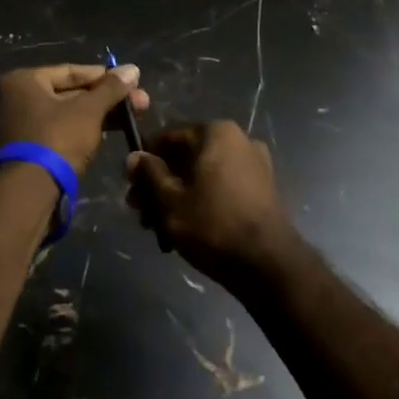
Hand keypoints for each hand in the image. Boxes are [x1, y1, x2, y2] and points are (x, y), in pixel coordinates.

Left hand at [0, 63, 149, 175]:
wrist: (28, 193)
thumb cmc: (56, 139)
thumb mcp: (88, 111)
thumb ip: (111, 89)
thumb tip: (132, 69)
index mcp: (22, 81)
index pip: (70, 72)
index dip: (104, 77)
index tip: (131, 82)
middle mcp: (12, 99)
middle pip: (68, 94)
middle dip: (105, 99)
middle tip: (140, 103)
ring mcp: (16, 127)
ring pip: (64, 115)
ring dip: (97, 116)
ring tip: (131, 120)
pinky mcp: (22, 151)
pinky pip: (56, 133)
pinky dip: (79, 132)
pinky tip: (105, 135)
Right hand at [127, 122, 298, 284]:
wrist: (268, 265)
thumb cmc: (213, 224)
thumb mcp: (170, 200)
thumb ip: (150, 174)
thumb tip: (134, 156)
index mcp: (216, 133)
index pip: (168, 138)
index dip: (145, 161)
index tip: (130, 185)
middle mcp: (239, 141)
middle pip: (185, 158)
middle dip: (160, 184)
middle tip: (140, 212)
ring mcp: (254, 166)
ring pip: (202, 176)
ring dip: (177, 197)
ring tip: (157, 228)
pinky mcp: (261, 191)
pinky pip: (220, 188)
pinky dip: (201, 202)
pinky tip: (184, 229)